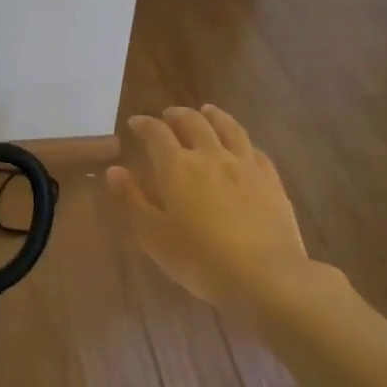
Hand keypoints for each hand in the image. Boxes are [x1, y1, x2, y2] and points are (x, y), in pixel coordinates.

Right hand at [108, 105, 334, 314]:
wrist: (265, 276)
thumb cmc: (199, 260)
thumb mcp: (153, 236)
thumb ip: (132, 200)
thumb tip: (114, 170)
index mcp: (178, 167)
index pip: (157, 134)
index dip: (144, 124)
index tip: (135, 123)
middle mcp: (211, 156)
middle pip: (194, 123)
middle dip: (177, 115)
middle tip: (168, 115)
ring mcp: (246, 166)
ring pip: (229, 128)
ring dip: (214, 116)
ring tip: (206, 111)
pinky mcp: (271, 180)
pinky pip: (254, 150)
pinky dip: (242, 141)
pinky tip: (242, 146)